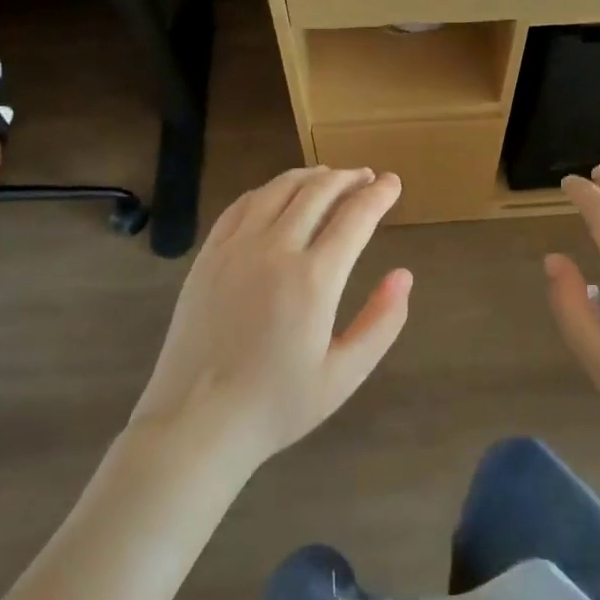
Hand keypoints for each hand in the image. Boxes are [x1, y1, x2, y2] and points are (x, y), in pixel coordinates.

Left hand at [131, 167, 410, 472]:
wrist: (196, 423)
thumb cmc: (276, 405)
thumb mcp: (343, 375)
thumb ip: (381, 322)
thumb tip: (404, 275)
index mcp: (314, 279)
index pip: (355, 217)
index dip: (379, 195)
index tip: (394, 183)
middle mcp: (275, 250)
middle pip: (319, 192)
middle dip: (349, 178)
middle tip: (368, 177)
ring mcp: (236, 248)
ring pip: (279, 189)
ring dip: (311, 176)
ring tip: (330, 177)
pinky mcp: (208, 255)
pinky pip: (242, 205)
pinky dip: (269, 190)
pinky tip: (279, 194)